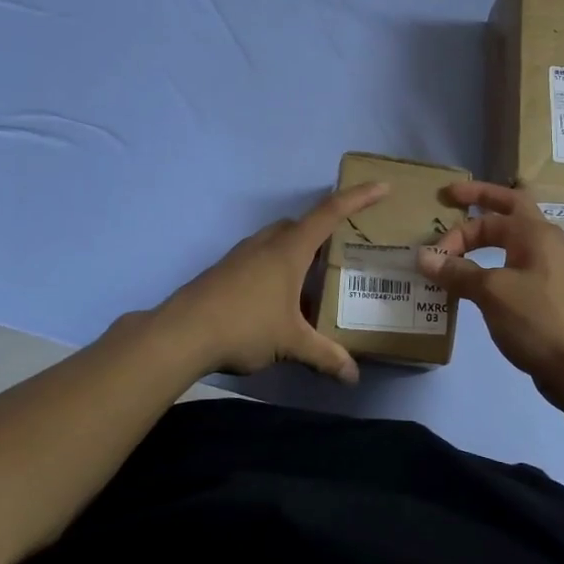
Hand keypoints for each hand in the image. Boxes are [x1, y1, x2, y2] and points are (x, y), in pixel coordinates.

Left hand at [156, 183, 389, 384]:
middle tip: (341, 252)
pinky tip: (277, 301)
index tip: (381, 186)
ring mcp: (241, 255)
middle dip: (322, 231)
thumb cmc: (245, 326)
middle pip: (300, 225)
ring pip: (277, 241)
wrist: (182, 333)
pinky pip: (259, 259)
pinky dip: (275, 269)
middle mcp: (266, 244)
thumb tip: (353, 376)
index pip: (330, 213)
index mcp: (289, 250)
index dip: (358, 199)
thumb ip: (325, 356)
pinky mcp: (224, 271)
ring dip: (296, 252)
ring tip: (311, 282)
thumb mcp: (291, 343)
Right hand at [417, 181, 563, 403]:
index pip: (489, 216)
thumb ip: (458, 272)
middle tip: (451, 197)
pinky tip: (478, 284)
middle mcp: (547, 243)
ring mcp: (551, 269)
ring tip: (459, 248)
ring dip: (485, 240)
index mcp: (536, 233)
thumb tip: (423, 257)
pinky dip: (494, 266)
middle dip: (480, 202)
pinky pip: (516, 267)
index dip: (457, 232)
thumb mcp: (492, 293)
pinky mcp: (549, 294)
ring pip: (513, 241)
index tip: (434, 257)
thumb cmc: (538, 321)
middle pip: (510, 210)